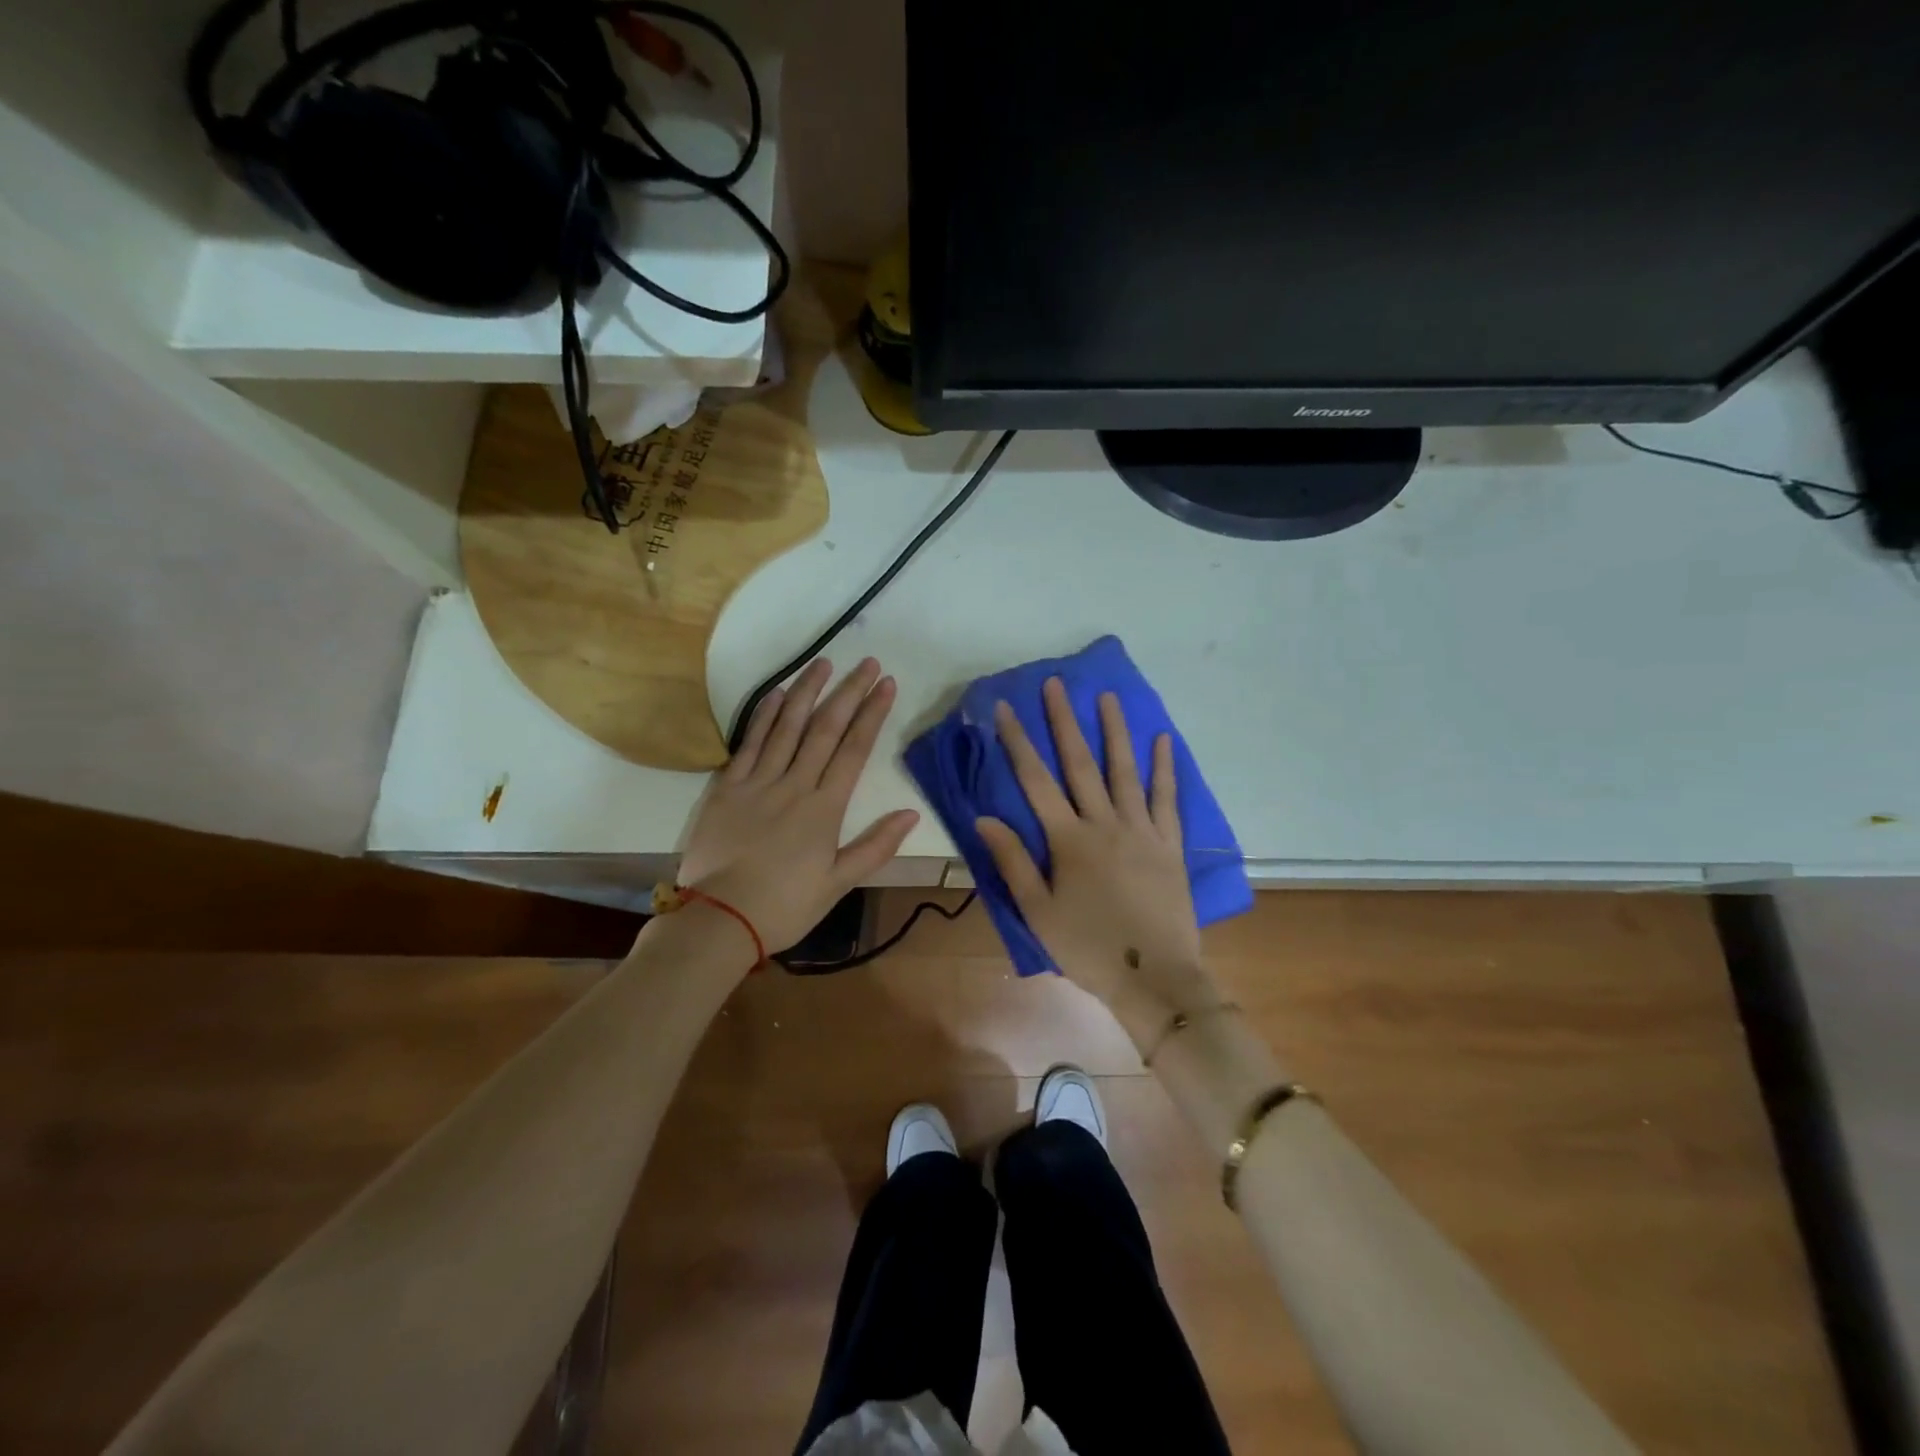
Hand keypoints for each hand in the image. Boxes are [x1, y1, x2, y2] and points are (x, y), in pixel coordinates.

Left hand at [679, 658, 918, 955]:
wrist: (720, 919)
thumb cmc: (785, 906)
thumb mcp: (838, 883)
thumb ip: (875, 846)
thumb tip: (911, 813)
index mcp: (824, 808)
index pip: (854, 750)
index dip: (872, 714)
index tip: (886, 685)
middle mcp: (794, 785)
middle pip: (825, 729)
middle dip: (848, 693)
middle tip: (866, 663)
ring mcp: (758, 782)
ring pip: (787, 727)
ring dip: (806, 692)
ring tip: (823, 663)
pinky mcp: (727, 788)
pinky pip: (749, 743)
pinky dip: (764, 716)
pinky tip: (777, 694)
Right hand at [975, 679, 1212, 1038]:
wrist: (1153, 977)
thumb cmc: (1088, 948)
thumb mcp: (1038, 911)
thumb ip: (1012, 862)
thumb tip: (984, 818)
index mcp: (1068, 840)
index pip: (1036, 781)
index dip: (1018, 742)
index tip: (1005, 709)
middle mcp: (1104, 824)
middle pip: (1080, 764)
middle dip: (1063, 722)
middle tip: (1055, 684)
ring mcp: (1142, 831)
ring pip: (1125, 771)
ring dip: (1115, 731)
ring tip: (1107, 696)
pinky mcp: (1170, 844)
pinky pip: (1167, 798)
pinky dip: (1165, 768)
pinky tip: (1163, 740)